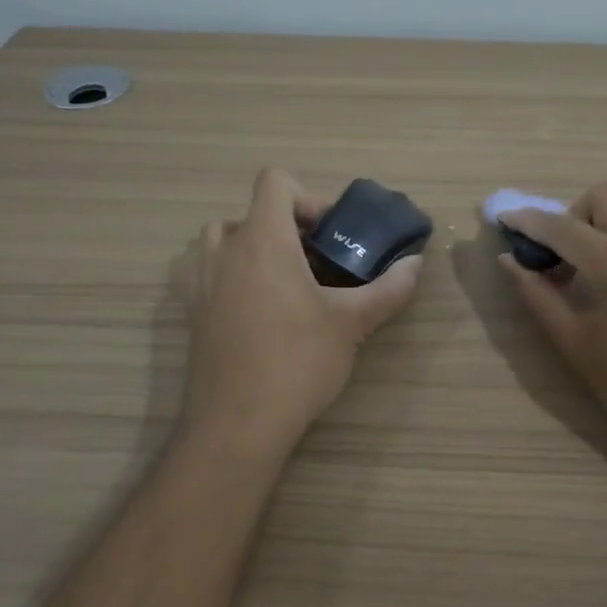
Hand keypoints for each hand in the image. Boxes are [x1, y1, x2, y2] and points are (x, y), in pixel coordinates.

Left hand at [179, 168, 422, 457]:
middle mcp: (225, 252)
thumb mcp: (351, 324)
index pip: (274, 182)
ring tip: (283, 283)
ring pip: (221, 240)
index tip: (327, 235)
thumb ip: (388, 288)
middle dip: (283, 228)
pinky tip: (255, 312)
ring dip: (251, 247)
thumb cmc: (296, 362)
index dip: (306, 197)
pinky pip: (205, 273)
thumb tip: (416, 265)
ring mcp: (200, 282)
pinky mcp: (190, 313)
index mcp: (263, 241)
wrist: (236, 425)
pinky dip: (229, 275)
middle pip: (250, 212)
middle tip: (313, 262)